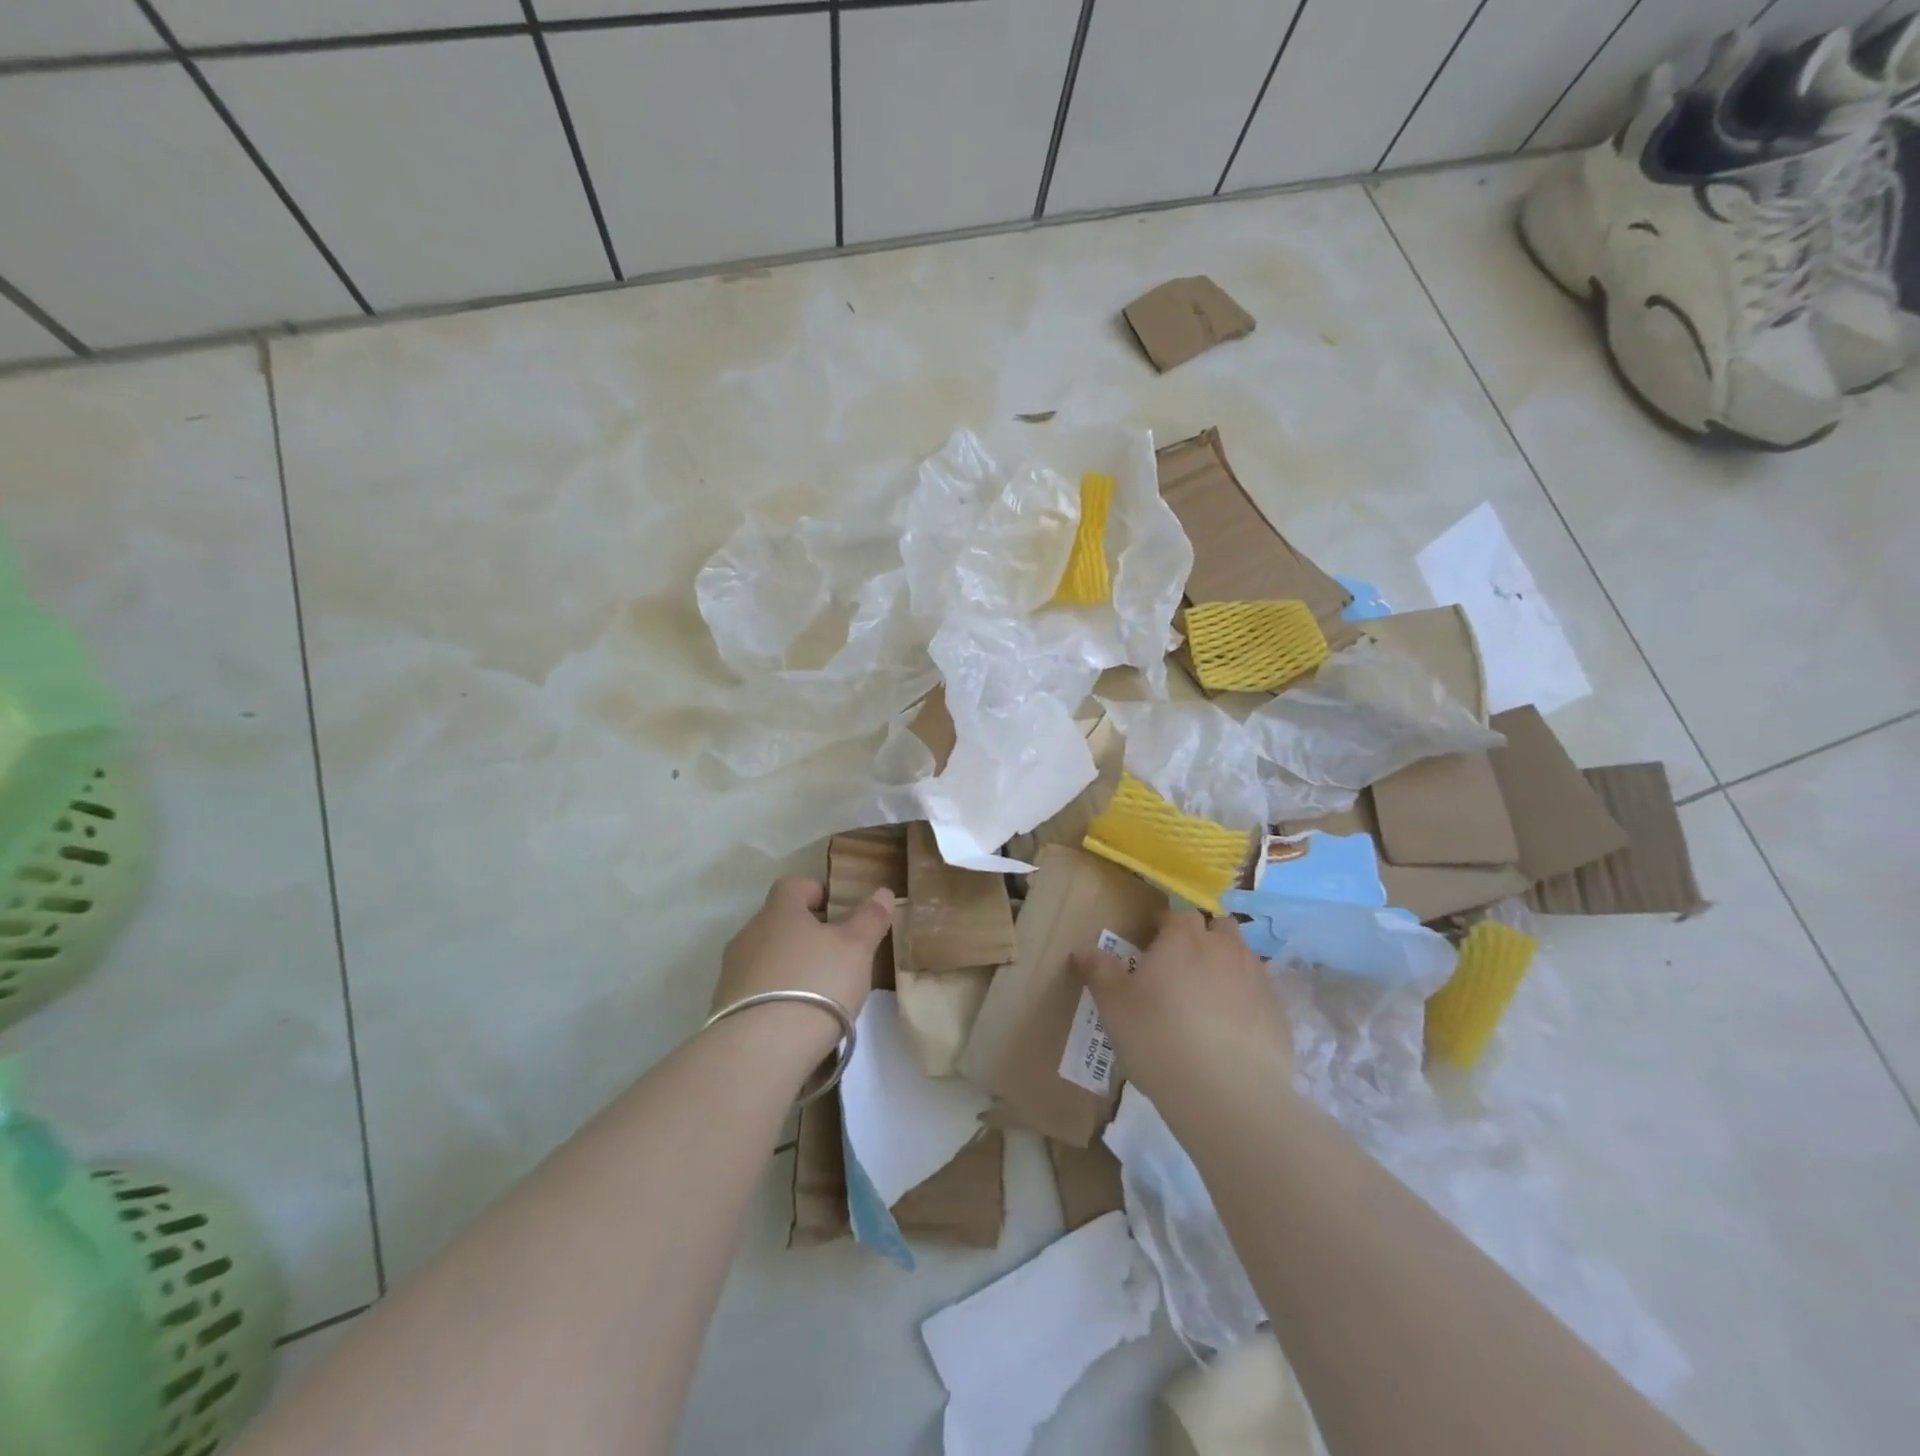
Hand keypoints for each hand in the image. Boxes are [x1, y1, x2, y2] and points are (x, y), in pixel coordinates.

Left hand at [714, 878, 892, 1060]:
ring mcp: (731, 972)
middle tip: (833, 954)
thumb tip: (883, 892)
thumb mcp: (856, 948)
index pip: (792, 886)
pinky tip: (793, 1019)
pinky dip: (773, 996)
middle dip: (803, 933)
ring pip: (764, 957)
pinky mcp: (723, 1007)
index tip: (836, 911)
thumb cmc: (817, 983)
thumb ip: (870, 918)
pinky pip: (753, 990)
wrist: (761, 1049)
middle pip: (777, 922)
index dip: (815, 892)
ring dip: (787, 966)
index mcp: (779, 911)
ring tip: (816, 992)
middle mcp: (749, 934)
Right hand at [1071, 909, 1291, 1112]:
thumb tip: (1083, 949)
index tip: (1151, 947)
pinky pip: (1260, 994)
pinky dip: (1247, 1002)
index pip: (1177, 914)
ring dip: (1226, 966)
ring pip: (1243, 957)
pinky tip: (1233, 1031)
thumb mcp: (1114, 1006)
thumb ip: (1099, 972)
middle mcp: (1225, 947)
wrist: (1228, 1094)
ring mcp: (1257, 979)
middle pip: (1218, 926)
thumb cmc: (1159, 1038)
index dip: (1164, 927)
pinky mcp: (1279, 1014)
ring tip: (1208, 999)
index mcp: (1183, 938)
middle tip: (1182, 968)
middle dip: (1203, 938)